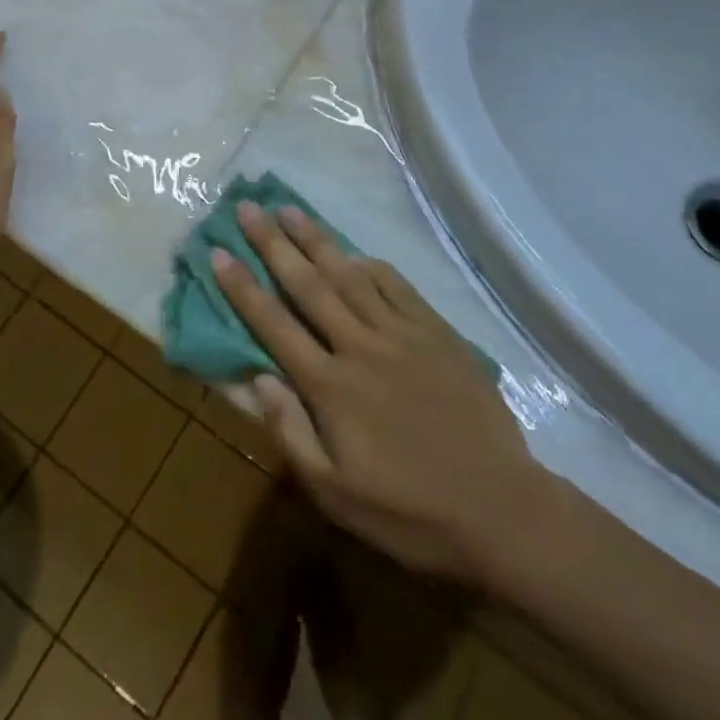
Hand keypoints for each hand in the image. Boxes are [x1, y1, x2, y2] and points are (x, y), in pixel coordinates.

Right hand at [212, 202, 551, 590]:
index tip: (219, 252)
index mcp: (331, 385)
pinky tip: (354, 252)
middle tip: (248, 208)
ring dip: (316, 240)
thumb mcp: (336, 495)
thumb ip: (291, 433)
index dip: (243, 287)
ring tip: (289, 209)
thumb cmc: (409, 511)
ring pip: (349, 275)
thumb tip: (258, 379)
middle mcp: (360, 346)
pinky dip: (370, 265)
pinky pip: (396, 286)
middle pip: (308, 285)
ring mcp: (401, 333)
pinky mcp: (436, 332)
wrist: (499, 508)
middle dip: (273, 244)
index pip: (275, 325)